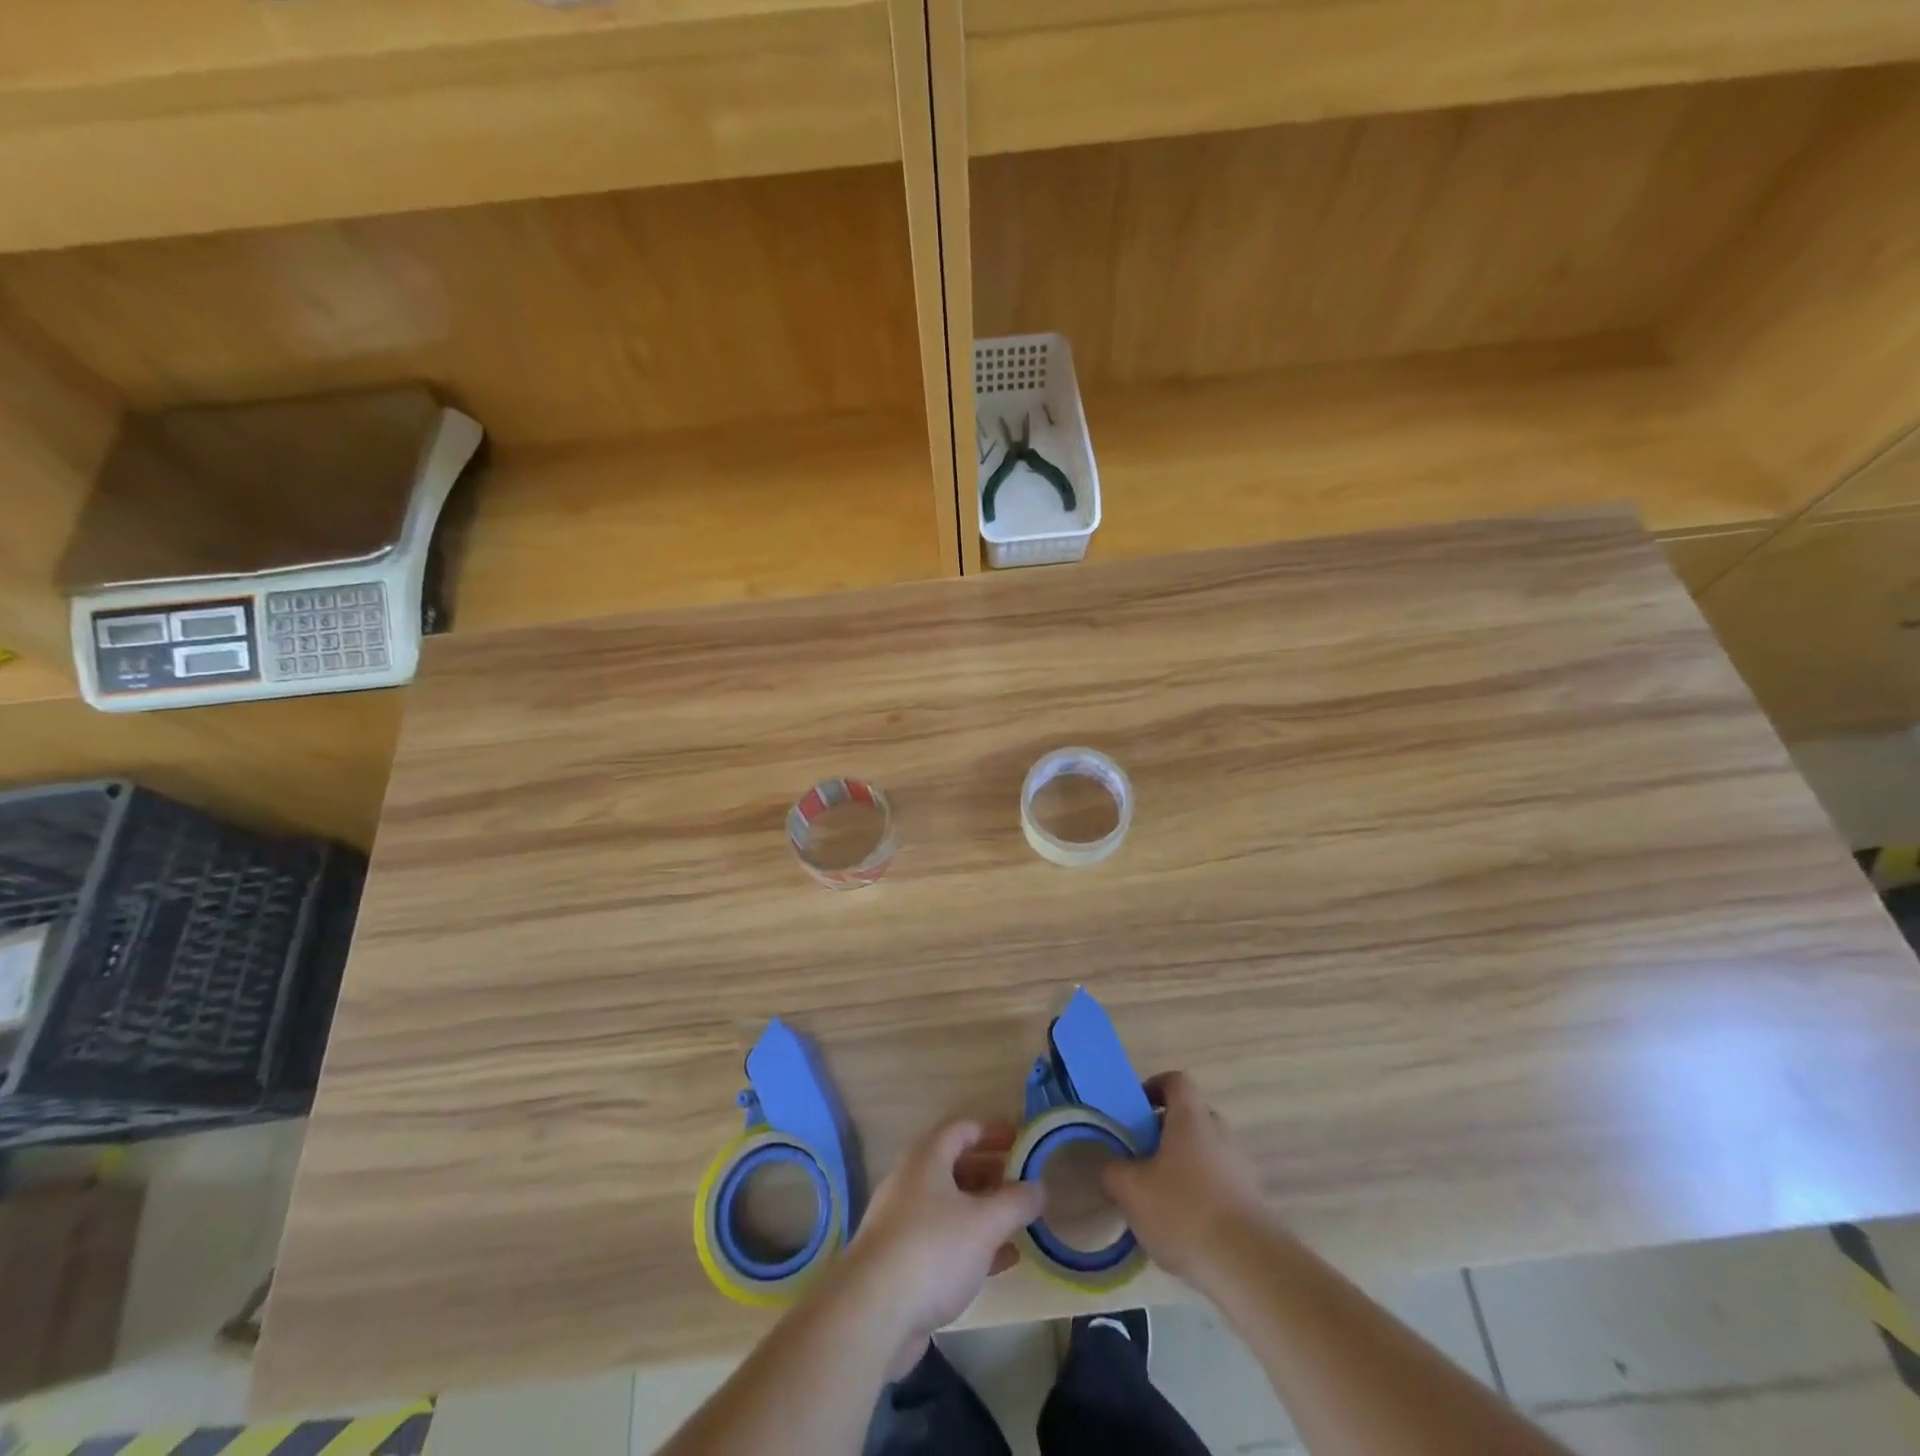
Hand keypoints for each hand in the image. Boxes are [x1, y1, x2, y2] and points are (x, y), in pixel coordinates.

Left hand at [837, 1118, 1043, 1368]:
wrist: (872, 1312)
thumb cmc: (932, 1250)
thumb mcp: (984, 1223)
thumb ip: (1016, 1203)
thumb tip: (1039, 1187)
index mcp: (927, 1158)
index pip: (962, 1129)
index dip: (992, 1131)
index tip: (1021, 1140)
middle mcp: (912, 1182)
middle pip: (955, 1166)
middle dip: (991, 1172)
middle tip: (1022, 1184)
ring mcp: (903, 1222)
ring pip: (950, 1205)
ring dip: (984, 1210)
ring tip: (1017, 1222)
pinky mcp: (902, 1260)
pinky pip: (943, 1240)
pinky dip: (972, 1242)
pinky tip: (1001, 1261)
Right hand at [1102, 1071, 1269, 1288]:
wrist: (1249, 1267)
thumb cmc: (1184, 1212)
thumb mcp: (1131, 1190)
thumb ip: (1113, 1172)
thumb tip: (1111, 1168)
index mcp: (1191, 1119)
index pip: (1176, 1081)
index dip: (1155, 1086)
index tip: (1137, 1108)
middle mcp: (1220, 1134)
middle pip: (1193, 1116)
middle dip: (1167, 1130)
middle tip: (1144, 1154)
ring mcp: (1241, 1168)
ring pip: (1208, 1152)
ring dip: (1186, 1164)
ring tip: (1162, 1197)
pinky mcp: (1254, 1202)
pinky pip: (1222, 1184)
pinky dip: (1203, 1194)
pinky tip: (1186, 1227)